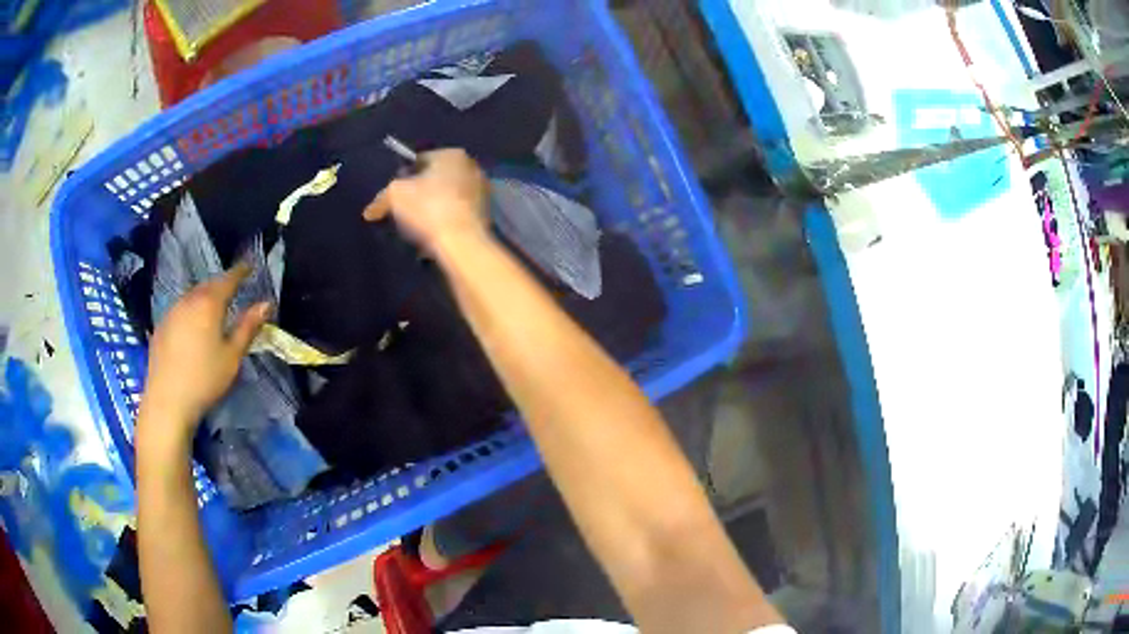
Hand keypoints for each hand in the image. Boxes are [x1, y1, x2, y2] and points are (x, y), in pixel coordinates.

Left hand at [139, 264, 270, 447]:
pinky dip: (191, 310)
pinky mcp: (161, 326)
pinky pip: (180, 309)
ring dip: (205, 297)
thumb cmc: (205, 379)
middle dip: (221, 285)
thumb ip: (248, 327)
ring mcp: (172, 312)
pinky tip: (193, 326)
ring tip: (213, 307)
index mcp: (209, 303)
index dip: (240, 271)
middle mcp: (189, 300)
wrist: (167, 401)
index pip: (228, 279)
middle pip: (208, 285)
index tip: (249, 265)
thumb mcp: (232, 356)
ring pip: (192, 296)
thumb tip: (266, 304)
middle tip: (233, 289)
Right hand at [363, 148, 489, 253]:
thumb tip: (371, 210)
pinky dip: (445, 221)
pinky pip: (457, 214)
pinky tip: (434, 236)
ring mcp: (482, 191)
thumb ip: (382, 198)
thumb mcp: (395, 196)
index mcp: (453, 154)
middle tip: (404, 212)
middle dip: (419, 193)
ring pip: (447, 197)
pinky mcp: (485, 215)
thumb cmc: (428, 208)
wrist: (462, 243)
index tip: (394, 195)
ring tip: (417, 227)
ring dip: (432, 208)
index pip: (419, 159)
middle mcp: (472, 167)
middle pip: (435, 178)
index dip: (403, 176)